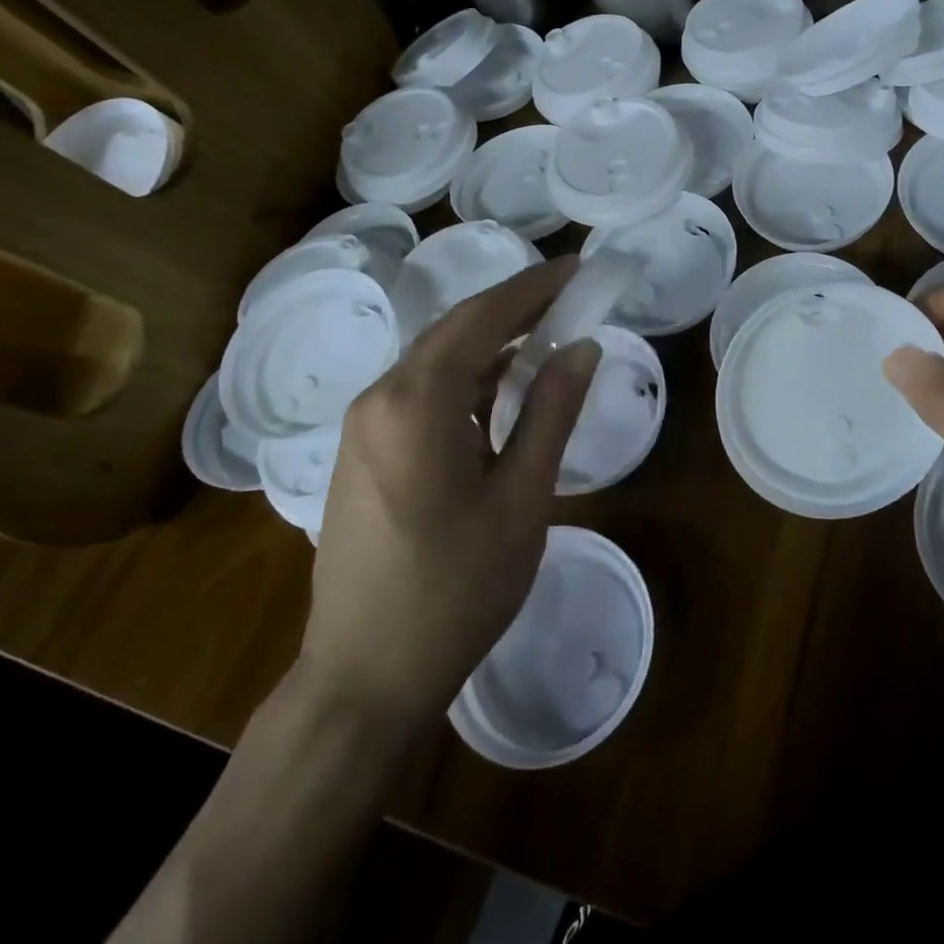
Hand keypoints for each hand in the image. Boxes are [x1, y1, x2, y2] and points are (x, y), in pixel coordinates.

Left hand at [298, 258, 600, 718]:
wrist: (364, 676)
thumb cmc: (456, 590)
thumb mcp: (522, 498)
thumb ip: (552, 412)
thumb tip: (582, 347)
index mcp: (417, 403)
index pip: (482, 318)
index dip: (533, 288)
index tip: (576, 268)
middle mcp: (380, 397)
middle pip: (454, 330)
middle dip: (513, 308)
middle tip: (569, 297)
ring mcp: (363, 424)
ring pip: (436, 359)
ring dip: (490, 342)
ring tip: (545, 335)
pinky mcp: (362, 450)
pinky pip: (420, 390)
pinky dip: (466, 377)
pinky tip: (501, 388)